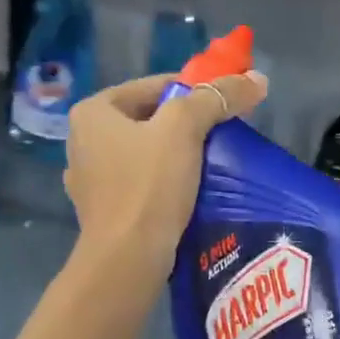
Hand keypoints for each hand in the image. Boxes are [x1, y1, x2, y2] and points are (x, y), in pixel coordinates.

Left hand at [64, 69, 268, 270]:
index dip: (195, 92)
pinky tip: (188, 191)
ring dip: (177, 153)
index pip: (155, 85)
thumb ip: (218, 97)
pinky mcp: (103, 210)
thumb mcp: (185, 129)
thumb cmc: (149, 184)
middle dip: (187, 124)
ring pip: (145, 151)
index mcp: (93, 111)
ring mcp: (90, 178)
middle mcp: (82, 140)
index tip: (225, 106)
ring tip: (211, 163)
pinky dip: (164, 181)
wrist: (127, 259)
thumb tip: (257, 79)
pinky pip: (141, 182)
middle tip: (223, 134)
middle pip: (150, 118)